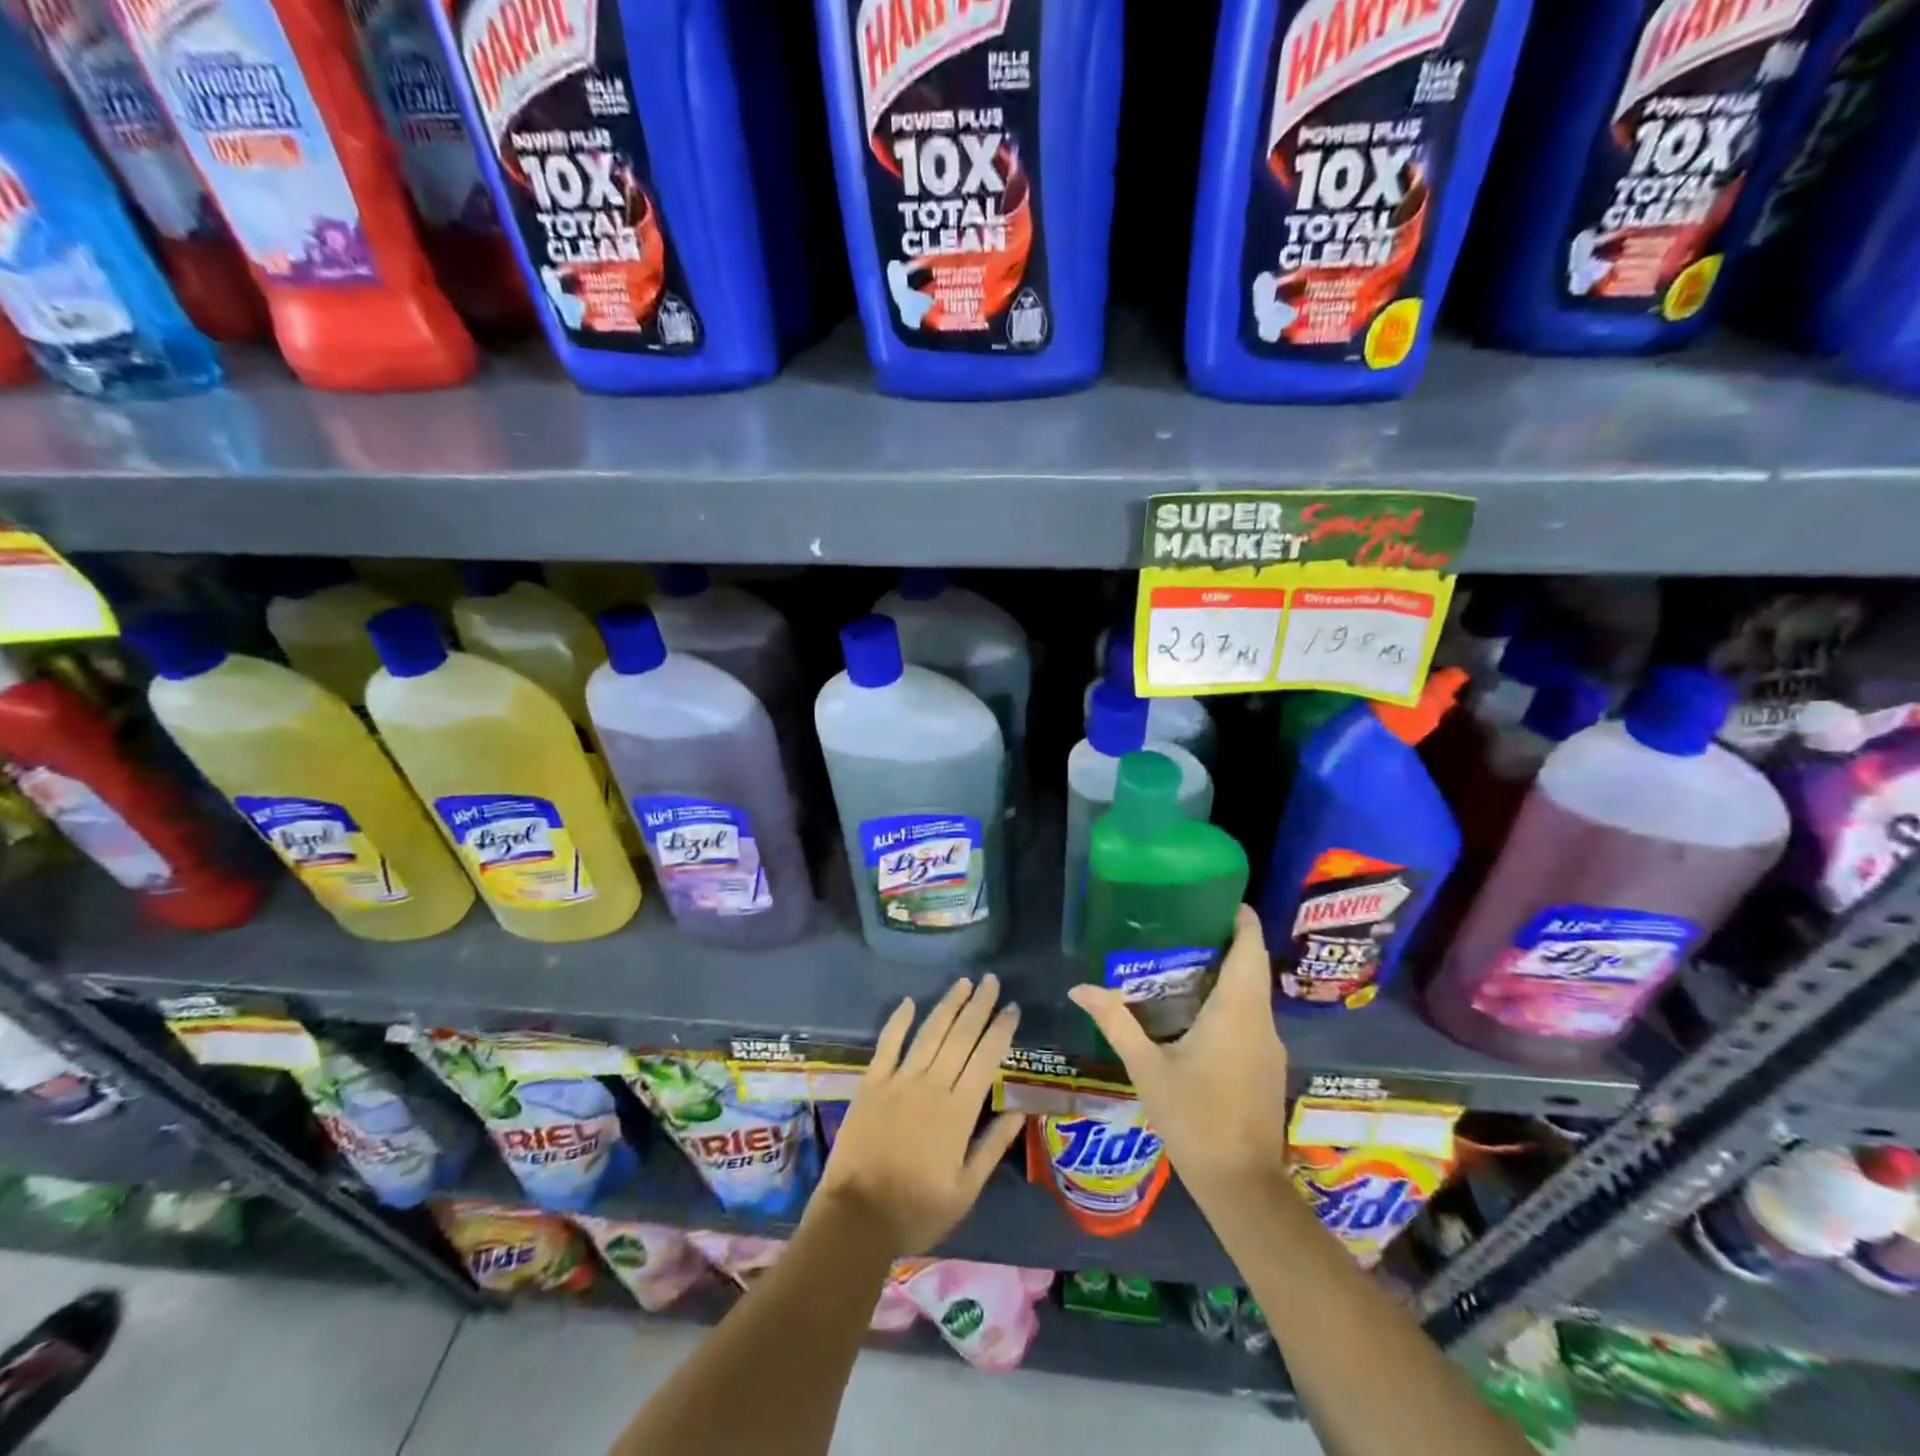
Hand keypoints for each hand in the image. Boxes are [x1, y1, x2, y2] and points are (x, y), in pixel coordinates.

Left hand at [811, 975, 1024, 1256]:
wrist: (857, 1217)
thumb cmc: (917, 1209)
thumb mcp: (966, 1189)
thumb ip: (994, 1146)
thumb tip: (1021, 1111)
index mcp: (959, 1111)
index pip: (986, 1058)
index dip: (1001, 1030)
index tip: (1013, 1008)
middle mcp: (932, 1085)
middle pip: (960, 1036)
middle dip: (979, 1005)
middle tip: (991, 980)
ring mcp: (899, 1080)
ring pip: (929, 1033)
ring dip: (948, 1005)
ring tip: (963, 982)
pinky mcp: (872, 1083)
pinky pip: (888, 1043)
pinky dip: (898, 1020)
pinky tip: (909, 1001)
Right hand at [1068, 906, 1289, 1199]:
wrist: (1242, 1186)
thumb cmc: (1194, 1119)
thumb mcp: (1147, 1068)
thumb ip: (1115, 1021)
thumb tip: (1079, 988)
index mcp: (1237, 1011)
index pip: (1250, 947)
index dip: (1242, 918)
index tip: (1217, 896)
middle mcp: (1261, 1021)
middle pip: (1253, 965)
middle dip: (1227, 940)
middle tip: (1185, 923)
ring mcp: (1269, 1045)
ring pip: (1254, 992)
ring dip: (1229, 971)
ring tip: (1185, 958)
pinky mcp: (1268, 1065)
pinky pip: (1252, 1016)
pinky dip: (1231, 999)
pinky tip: (1197, 1009)